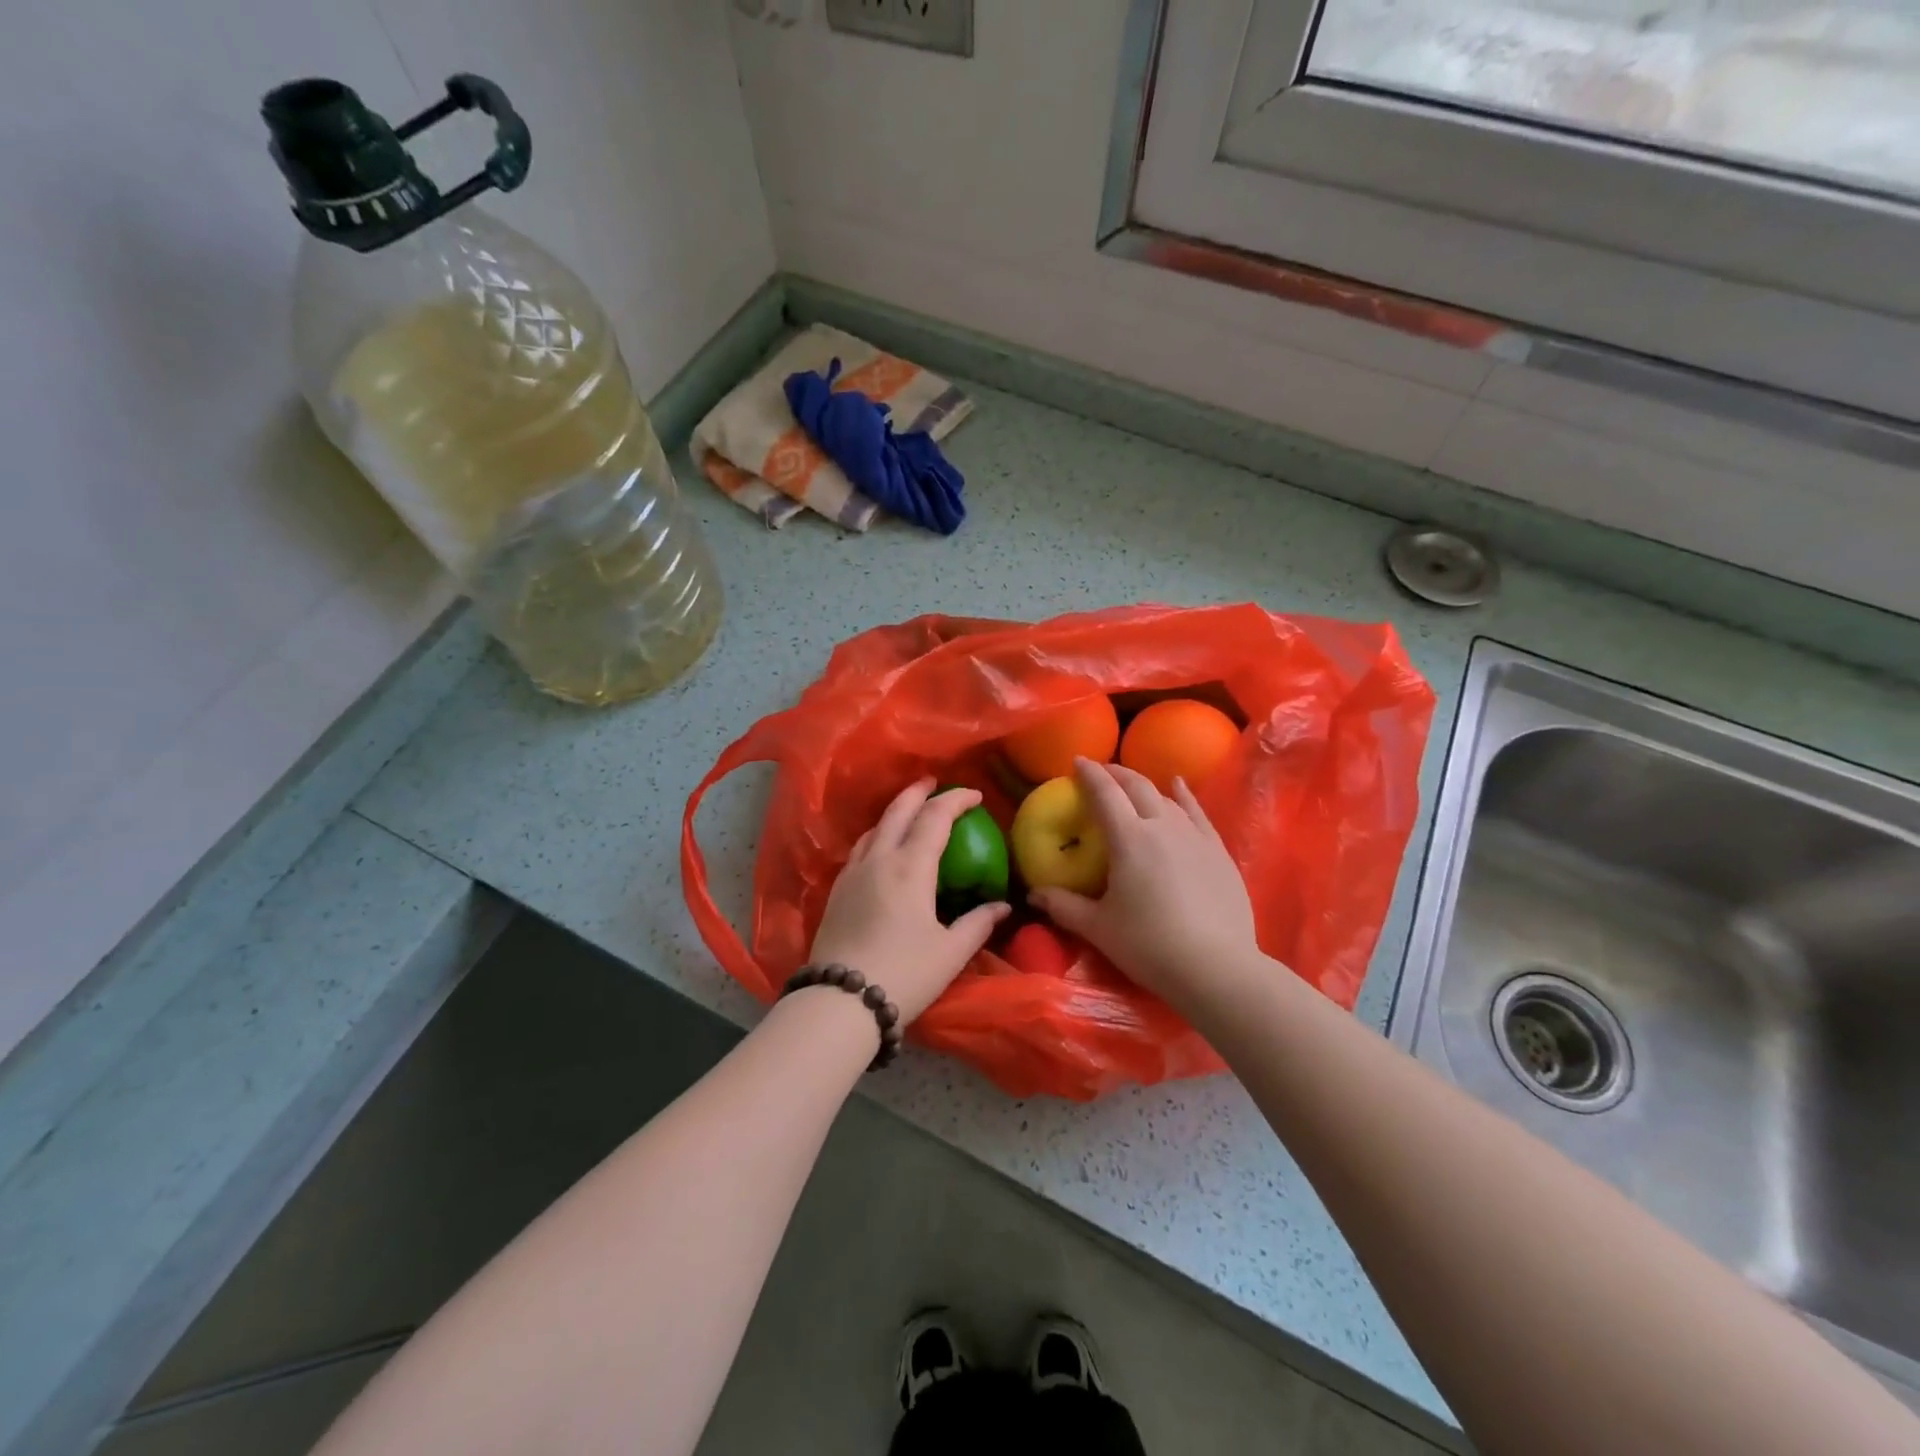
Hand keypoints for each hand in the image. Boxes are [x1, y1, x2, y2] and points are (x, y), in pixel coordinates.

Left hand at [809, 778, 1011, 1022]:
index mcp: (910, 866)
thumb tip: (1003, 906)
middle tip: (934, 784)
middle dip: (919, 792)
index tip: (975, 795)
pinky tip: (881, 849)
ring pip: (874, 828)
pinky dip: (877, 836)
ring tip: (909, 813)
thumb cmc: (904, 973)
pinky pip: (860, 848)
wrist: (841, 1000)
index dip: (956, 800)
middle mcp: (879, 859)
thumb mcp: (951, 951)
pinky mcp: (837, 890)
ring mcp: (853, 873)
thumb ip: (978, 923)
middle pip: (898, 810)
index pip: (935, 817)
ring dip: (895, 812)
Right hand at [1028, 758, 1259, 1008]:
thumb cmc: (1148, 944)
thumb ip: (1063, 906)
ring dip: (1145, 786)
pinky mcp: (1218, 851)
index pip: (1105, 793)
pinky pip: (1198, 812)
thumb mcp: (1098, 927)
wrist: (1216, 967)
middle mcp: (1162, 826)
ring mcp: (1194, 836)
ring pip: (1166, 798)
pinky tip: (1179, 787)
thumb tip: (1033, 895)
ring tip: (1132, 783)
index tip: (1077, 761)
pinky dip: (1184, 795)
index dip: (1090, 774)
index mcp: (1128, 838)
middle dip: (1116, 774)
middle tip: (1101, 772)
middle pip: (1137, 787)